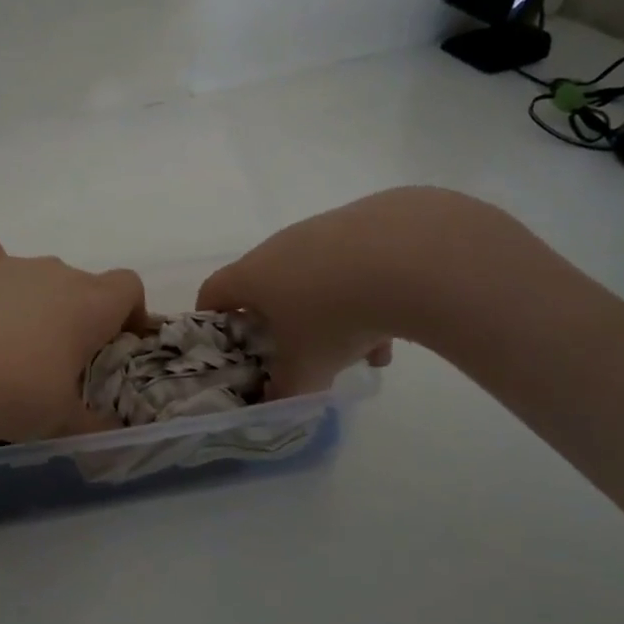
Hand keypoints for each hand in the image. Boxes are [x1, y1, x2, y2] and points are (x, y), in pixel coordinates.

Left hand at [0, 237, 148, 446]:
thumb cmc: (16, 396)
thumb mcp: (62, 419)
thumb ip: (92, 423)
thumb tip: (108, 433)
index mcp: (90, 303)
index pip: (128, 286)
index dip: (128, 312)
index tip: (115, 343)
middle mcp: (54, 273)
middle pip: (80, 283)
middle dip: (76, 314)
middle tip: (58, 358)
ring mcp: (8, 264)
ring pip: (34, 275)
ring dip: (33, 301)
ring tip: (7, 346)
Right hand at [198, 188, 509, 397]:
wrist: (410, 256)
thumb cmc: (334, 316)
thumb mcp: (306, 368)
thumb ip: (284, 390)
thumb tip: (275, 402)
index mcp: (253, 275)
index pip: (213, 292)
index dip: (213, 319)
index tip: (228, 345)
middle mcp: (281, 246)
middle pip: (270, 286)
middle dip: (284, 324)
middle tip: (302, 355)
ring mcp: (325, 229)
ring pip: (318, 278)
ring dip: (332, 314)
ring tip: (364, 352)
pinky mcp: (368, 221)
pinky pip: (356, 265)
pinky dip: (368, 294)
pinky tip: (398, 325)